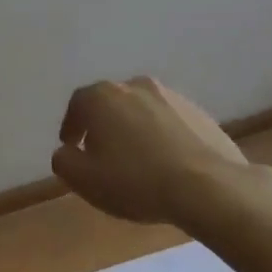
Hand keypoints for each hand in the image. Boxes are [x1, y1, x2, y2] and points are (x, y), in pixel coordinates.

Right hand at [51, 75, 251, 224]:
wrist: (207, 186)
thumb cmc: (136, 181)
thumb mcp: (84, 180)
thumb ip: (64, 161)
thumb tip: (66, 152)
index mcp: (103, 97)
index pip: (77, 104)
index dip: (71, 126)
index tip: (71, 146)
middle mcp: (135, 85)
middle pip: (110, 103)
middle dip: (102, 125)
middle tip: (101, 152)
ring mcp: (171, 96)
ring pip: (141, 110)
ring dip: (133, 128)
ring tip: (135, 158)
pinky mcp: (199, 112)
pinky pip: (168, 121)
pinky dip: (160, 135)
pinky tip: (164, 161)